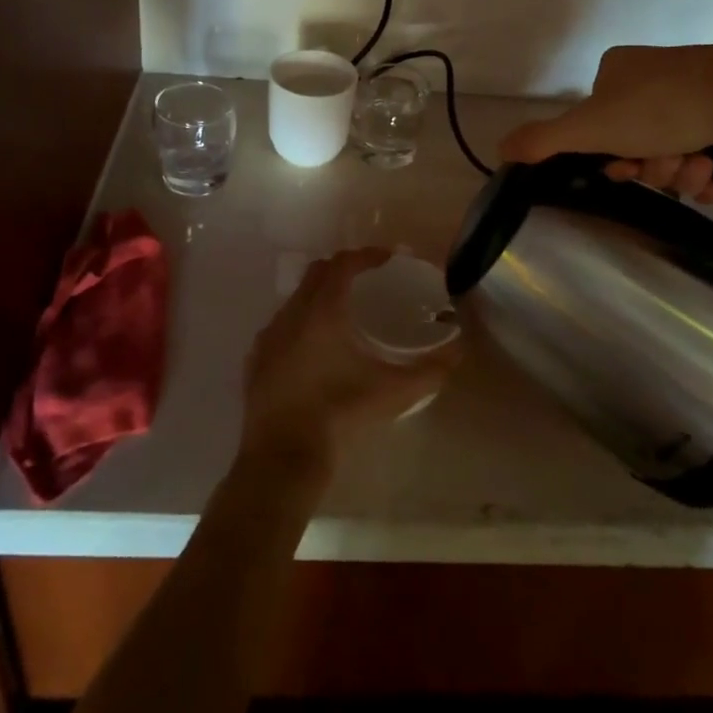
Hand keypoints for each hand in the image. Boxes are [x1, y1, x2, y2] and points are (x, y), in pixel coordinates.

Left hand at [240, 248, 458, 474]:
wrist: (282, 457)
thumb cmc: (339, 414)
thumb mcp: (392, 393)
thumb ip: (429, 372)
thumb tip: (457, 353)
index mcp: (323, 311)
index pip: (343, 264)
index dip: (367, 255)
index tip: (387, 258)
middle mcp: (291, 313)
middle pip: (317, 273)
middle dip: (342, 268)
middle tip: (367, 279)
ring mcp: (268, 336)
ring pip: (296, 299)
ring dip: (319, 295)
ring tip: (343, 313)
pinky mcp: (255, 360)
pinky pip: (279, 326)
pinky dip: (299, 323)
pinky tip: (313, 348)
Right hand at [498, 44, 712, 199]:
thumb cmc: (661, 107)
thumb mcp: (591, 127)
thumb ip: (543, 140)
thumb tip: (498, 149)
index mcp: (614, 71)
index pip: (597, 127)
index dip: (609, 157)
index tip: (626, 168)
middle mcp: (649, 76)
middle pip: (635, 141)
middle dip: (651, 166)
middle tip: (668, 167)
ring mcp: (690, 88)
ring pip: (671, 149)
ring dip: (680, 171)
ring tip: (700, 168)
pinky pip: (702, 147)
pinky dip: (705, 168)